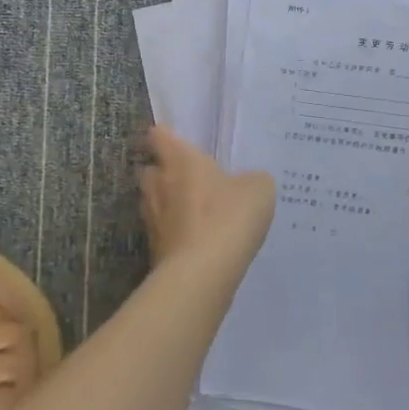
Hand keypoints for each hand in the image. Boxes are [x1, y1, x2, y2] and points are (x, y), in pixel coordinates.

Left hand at [137, 125, 275, 271]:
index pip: (159, 136)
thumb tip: (247, 183)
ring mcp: (152, 219)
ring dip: (168, 204)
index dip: (166, 136)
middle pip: (151, 170)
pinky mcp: (154, 250)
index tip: (175, 141)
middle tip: (189, 178)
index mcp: (179, 159)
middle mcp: (158, 184)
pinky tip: (198, 241)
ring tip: (194, 211)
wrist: (202, 273)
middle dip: (164, 172)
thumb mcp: (258, 189)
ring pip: (153, 202)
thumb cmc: (228, 216)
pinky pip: (163, 232)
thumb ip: (252, 179)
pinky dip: (175, 233)